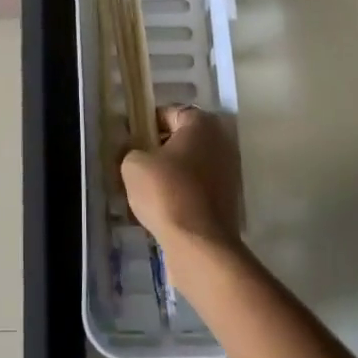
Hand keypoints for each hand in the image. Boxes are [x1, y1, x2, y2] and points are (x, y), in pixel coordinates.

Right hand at [122, 105, 243, 253]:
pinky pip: (195, 191)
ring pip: (188, 168)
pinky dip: (179, 196)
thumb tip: (132, 150)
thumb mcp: (133, 164)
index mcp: (201, 124)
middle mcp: (220, 143)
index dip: (147, 124)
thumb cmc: (166, 192)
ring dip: (168, 176)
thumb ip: (130, 149)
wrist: (199, 245)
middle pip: (181, 140)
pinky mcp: (226, 203)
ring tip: (142, 192)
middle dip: (158, 151)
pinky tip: (158, 211)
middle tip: (134, 165)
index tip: (131, 140)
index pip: (170, 113)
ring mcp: (227, 174)